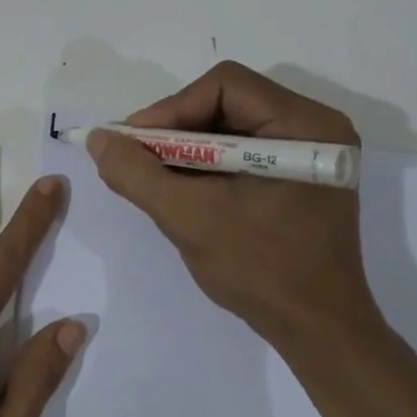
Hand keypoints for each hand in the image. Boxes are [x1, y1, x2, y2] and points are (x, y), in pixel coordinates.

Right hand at [86, 62, 385, 351]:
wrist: (318, 331)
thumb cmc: (261, 270)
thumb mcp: (188, 218)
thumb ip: (136, 174)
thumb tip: (98, 138)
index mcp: (303, 125)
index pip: (224, 85)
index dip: (171, 108)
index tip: (134, 143)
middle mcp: (314, 126)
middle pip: (227, 102)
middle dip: (176, 129)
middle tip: (138, 159)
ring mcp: (310, 152)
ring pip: (231, 126)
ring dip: (187, 148)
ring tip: (155, 177)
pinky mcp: (300, 176)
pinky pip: (243, 150)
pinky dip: (207, 164)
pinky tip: (184, 189)